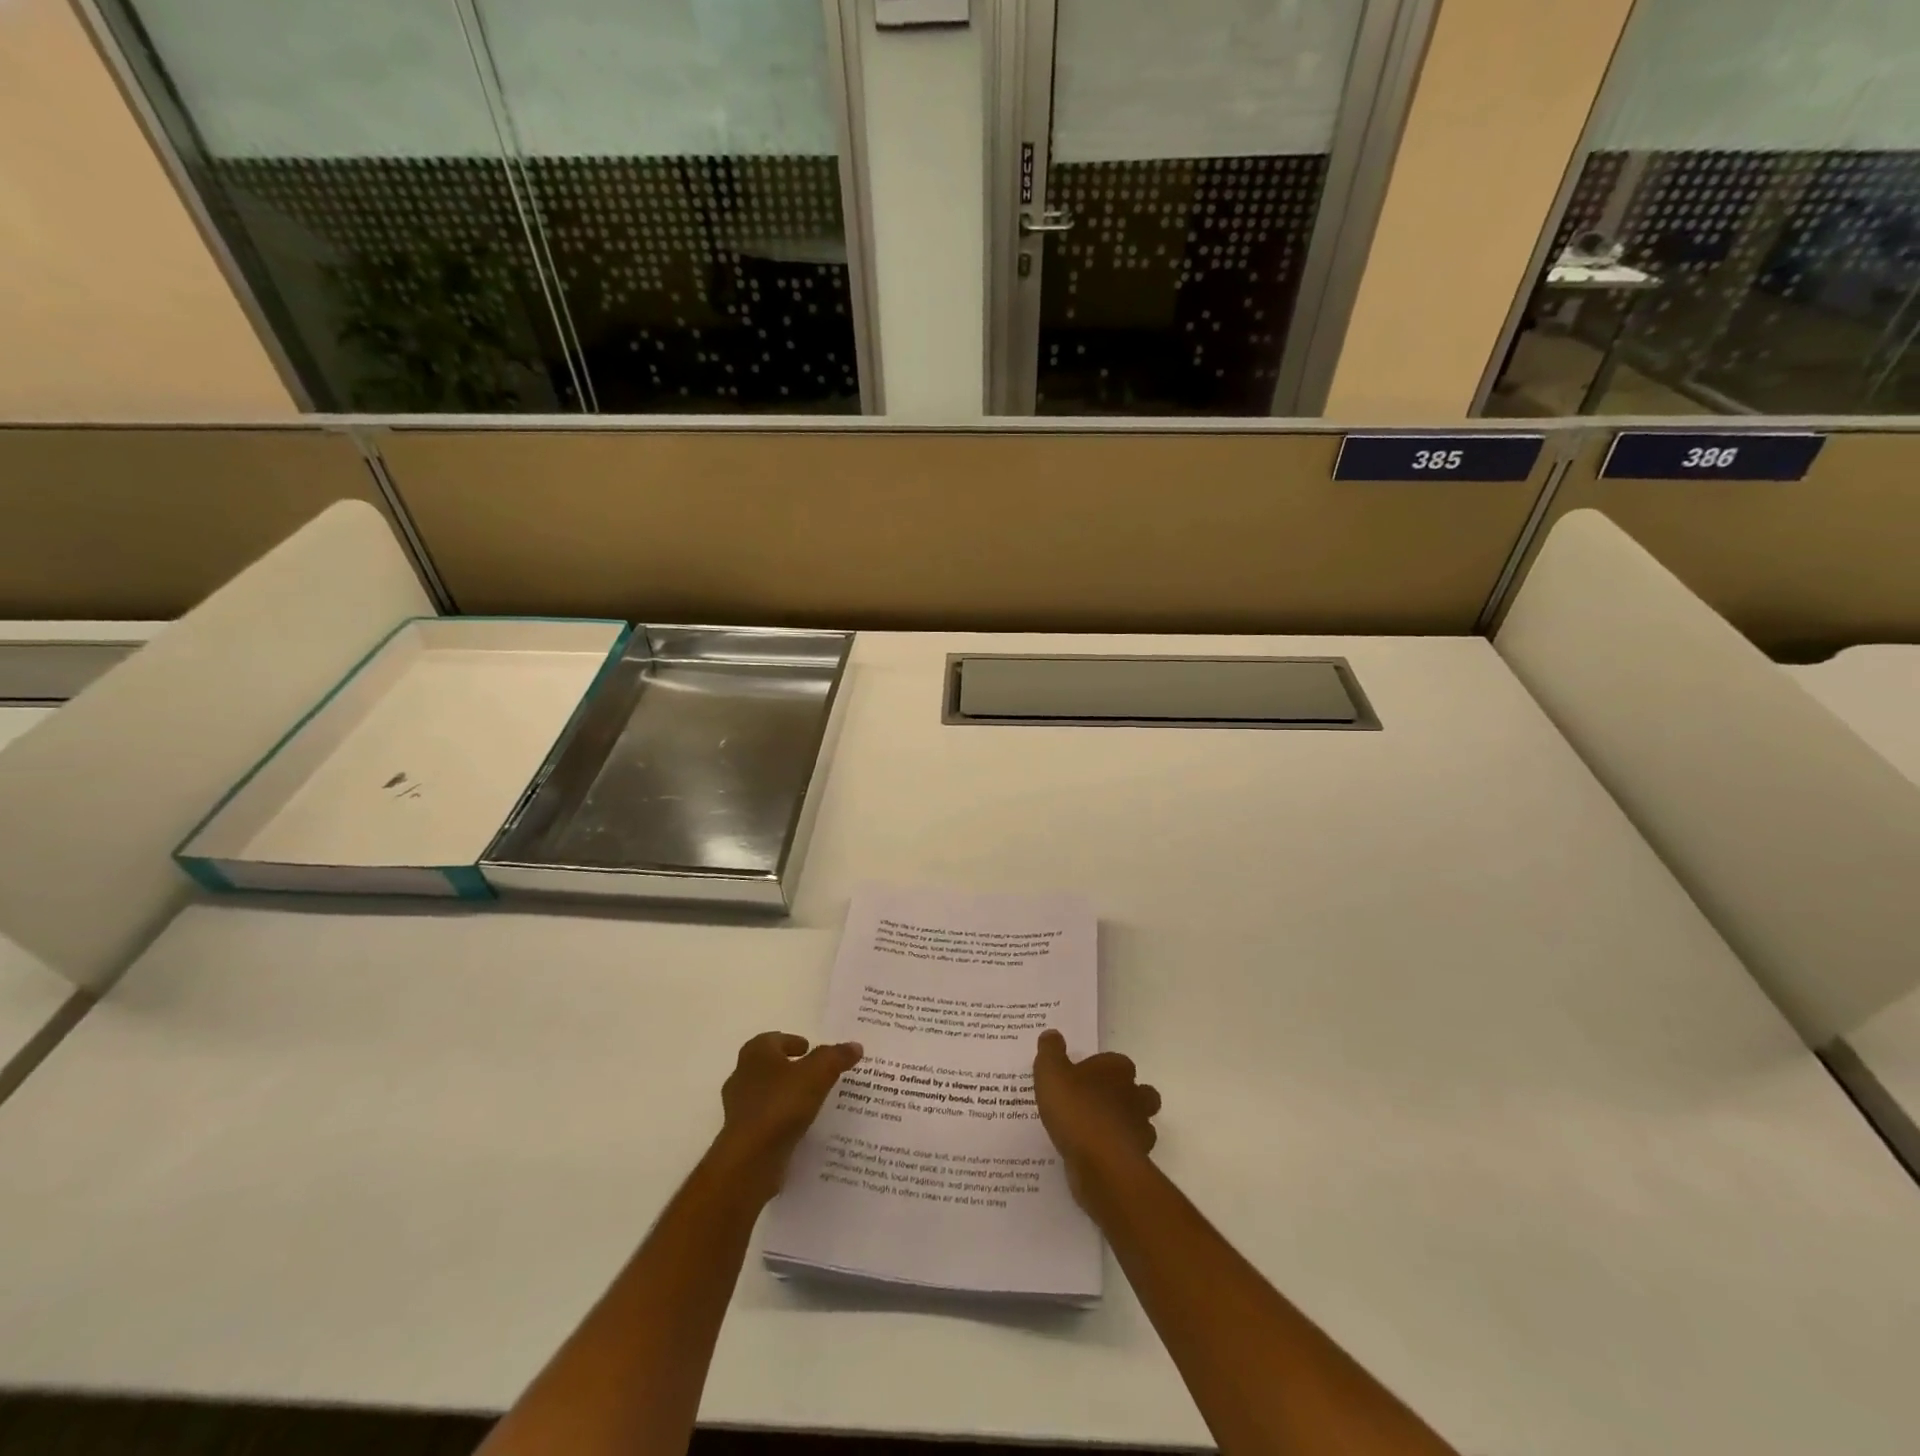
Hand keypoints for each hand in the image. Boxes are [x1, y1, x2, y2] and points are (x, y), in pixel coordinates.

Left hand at [710, 1032, 861, 1203]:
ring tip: (812, 1102)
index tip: (809, 1049)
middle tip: (814, 1073)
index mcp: (756, 1053)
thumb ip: (836, 1057)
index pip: (773, 1039)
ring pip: (766, 1094)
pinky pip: (766, 1121)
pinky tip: (800, 1128)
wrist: (750, 1159)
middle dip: (789, 1068)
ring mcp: (739, 1108)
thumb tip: (855, 1046)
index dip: (791, 1041)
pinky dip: (781, 1120)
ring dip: (785, 1095)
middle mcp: (742, 1076)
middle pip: (769, 1066)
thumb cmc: (781, 1104)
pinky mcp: (742, 1137)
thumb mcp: (818, 1073)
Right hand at [1032, 1030, 1160, 1209]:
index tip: (1084, 1076)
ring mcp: (1139, 1130)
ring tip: (1098, 1131)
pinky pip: (1129, 1152)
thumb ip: (1050, 1052)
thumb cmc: (1076, 1109)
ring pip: (1140, 1123)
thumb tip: (1052, 1034)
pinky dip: (1118, 1152)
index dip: (1103, 1068)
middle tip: (1098, 1102)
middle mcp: (1134, 1096)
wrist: (1101, 1164)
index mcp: (1116, 1070)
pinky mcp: (1137, 1161)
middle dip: (1126, 1096)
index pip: (1118, 1062)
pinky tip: (1097, 1156)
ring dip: (1125, 1125)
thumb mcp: (1051, 1073)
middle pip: (1140, 1092)